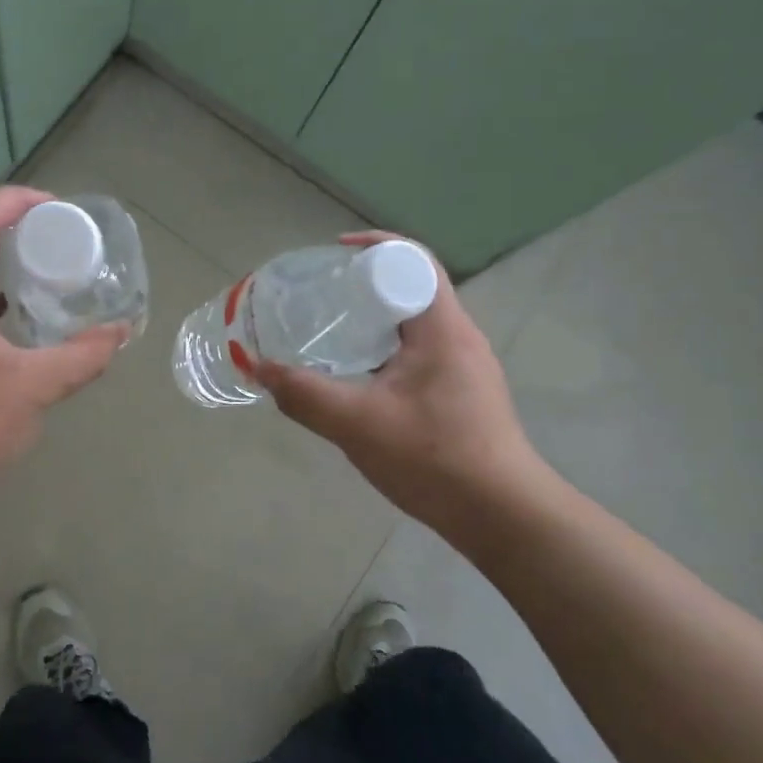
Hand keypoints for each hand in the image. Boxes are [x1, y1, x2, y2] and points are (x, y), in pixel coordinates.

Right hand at [256, 233, 548, 534]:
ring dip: (374, 320)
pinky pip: (417, 354)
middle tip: (320, 296)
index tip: (332, 254)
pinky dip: (384, 351)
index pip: (413, 261)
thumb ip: (305, 394)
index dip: (373, 246)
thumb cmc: (434, 457)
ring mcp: (464, 367)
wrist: (501, 515)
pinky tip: (357, 378)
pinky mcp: (462, 394)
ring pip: (413, 325)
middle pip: (411, 288)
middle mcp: (458, 337)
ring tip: (330, 332)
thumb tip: (261, 370)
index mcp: (442, 328)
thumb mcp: (357, 423)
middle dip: (364, 284)